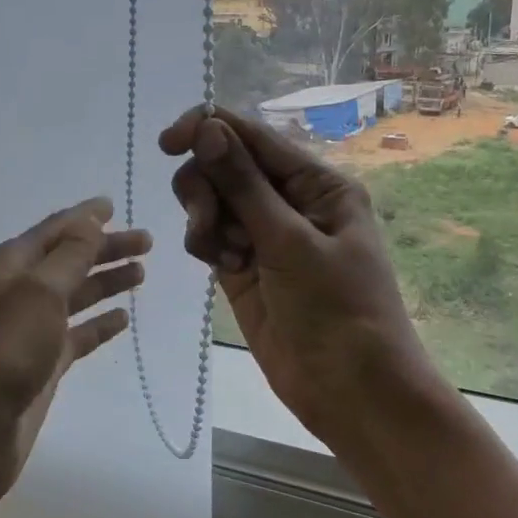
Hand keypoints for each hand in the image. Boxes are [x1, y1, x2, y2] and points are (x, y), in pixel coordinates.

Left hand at [0, 197, 149, 512]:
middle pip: (68, 261)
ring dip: (104, 283)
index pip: (53, 230)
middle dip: (105, 249)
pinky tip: (122, 318)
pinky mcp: (40, 367)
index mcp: (8, 266)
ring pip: (74, 296)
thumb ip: (69, 256)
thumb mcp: (38, 293)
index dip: (84, 217)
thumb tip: (89, 220)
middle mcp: (16, 292)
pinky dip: (98, 325)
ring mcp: (28, 331)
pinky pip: (76, 335)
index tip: (114, 205)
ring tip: (141, 273)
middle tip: (147, 242)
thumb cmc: (1, 352)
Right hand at [159, 108, 433, 448]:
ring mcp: (263, 234)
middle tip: (208, 223)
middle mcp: (289, 200)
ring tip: (224, 256)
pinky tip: (226, 270)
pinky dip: (206, 244)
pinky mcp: (242, 265)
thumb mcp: (291, 242)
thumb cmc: (337, 310)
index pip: (253, 136)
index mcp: (317, 183)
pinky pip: (208, 235)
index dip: (208, 128)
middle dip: (206, 187)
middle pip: (224, 164)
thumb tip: (207, 126)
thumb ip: (244, 184)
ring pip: (210, 199)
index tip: (168, 142)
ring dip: (204, 219)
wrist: (350, 391)